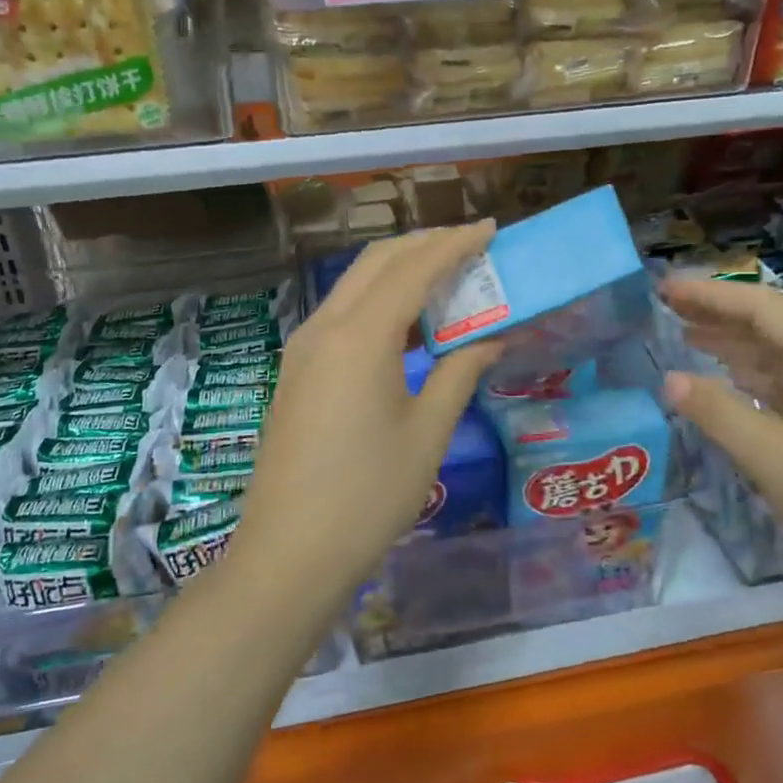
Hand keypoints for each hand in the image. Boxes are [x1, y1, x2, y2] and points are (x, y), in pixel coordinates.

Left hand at [236, 224, 504, 596]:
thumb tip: (492, 336)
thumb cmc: (369, 496)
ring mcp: (302, 348)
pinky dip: (377, 302)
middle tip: (469, 247)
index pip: (413, 269)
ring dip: (398, 272)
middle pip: (376, 263)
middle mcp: (324, 327)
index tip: (489, 230)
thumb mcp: (427, 433)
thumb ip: (460, 373)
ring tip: (444, 278)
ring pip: (354, 285)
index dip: (454, 244)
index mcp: (360, 336)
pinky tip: (405, 324)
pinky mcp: (296, 371)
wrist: (290, 552)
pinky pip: (340, 315)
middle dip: (423, 246)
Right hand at [660, 276, 782, 607]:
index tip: (664, 288)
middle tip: (665, 309)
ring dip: (734, 345)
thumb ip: (718, 413)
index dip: (708, 294)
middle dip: (717, 315)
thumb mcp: (773, 458)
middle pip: (771, 324)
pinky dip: (754, 377)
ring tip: (685, 336)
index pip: (760, 305)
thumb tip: (670, 379)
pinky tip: (728, 380)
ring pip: (781, 355)